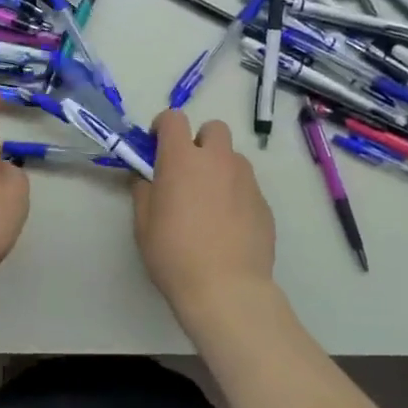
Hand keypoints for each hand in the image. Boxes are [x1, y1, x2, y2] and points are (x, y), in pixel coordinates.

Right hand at [131, 111, 278, 329]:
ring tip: (210, 201)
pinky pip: (246, 186)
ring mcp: (246, 180)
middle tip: (189, 171)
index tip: (156, 146)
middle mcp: (217, 160)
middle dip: (200, 141)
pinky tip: (228, 225)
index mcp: (182, 159)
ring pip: (233, 158)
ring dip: (220, 168)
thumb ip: (144, 191)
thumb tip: (148, 178)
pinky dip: (235, 194)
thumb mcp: (143, 225)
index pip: (173, 119)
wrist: (226, 289)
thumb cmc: (174, 254)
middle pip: (213, 128)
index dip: (163, 127)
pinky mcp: (264, 203)